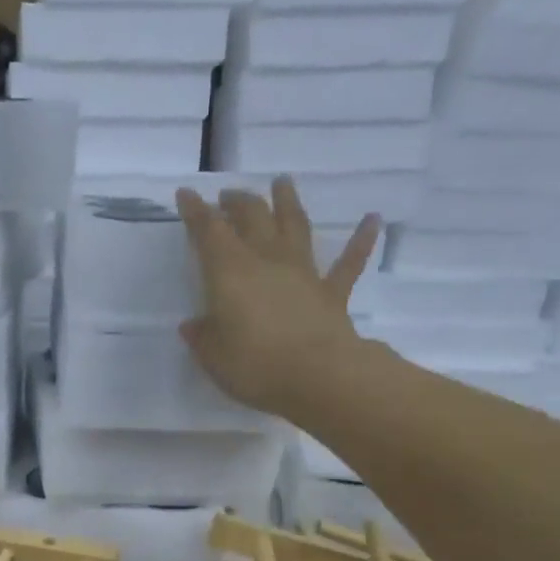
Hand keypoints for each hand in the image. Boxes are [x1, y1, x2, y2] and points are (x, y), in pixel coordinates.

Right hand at [175, 176, 380, 417]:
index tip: (186, 194)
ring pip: (295, 226)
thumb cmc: (255, 366)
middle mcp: (267, 261)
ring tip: (282, 182)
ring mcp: (303, 273)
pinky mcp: (331, 293)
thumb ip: (203, 336)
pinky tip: (373, 219)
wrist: (318, 377)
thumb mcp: (213, 356)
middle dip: (237, 202)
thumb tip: (193, 324)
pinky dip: (361, 240)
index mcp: (230, 272)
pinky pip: (349, 262)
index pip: (208, 232)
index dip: (195, 212)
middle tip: (227, 196)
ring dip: (287, 202)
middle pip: (252, 218)